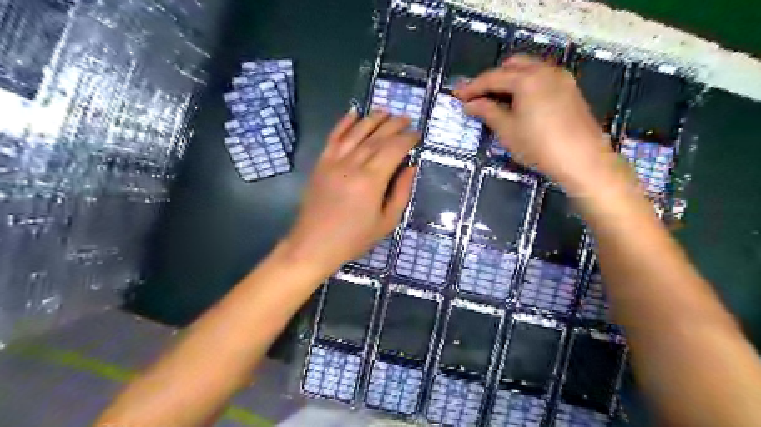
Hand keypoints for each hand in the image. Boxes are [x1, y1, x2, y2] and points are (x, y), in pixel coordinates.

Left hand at [281, 110, 418, 275]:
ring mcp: (334, 161)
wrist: (314, 245)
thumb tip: (411, 167)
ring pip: (356, 132)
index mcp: (372, 180)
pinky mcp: (321, 163)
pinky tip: (353, 113)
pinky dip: (344, 123)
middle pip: (377, 137)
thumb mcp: (386, 222)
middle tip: (407, 119)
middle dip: (394, 125)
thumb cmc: (354, 238)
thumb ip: (401, 192)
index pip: (394, 149)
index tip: (417, 135)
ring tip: (386, 112)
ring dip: (372, 119)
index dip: (407, 139)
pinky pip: (334, 137)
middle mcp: (353, 164)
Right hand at [450, 55, 616, 191]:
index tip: (458, 95)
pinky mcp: (570, 89)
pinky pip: (542, 77)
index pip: (493, 78)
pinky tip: (520, 102)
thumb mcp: (508, 130)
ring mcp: (561, 78)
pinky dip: (526, 84)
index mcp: (527, 79)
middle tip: (478, 97)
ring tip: (496, 99)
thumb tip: (470, 105)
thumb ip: (487, 112)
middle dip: (492, 78)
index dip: (473, 87)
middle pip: (512, 66)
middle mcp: (545, 71)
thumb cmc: (539, 146)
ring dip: (510, 80)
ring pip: (529, 69)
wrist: (583, 159)